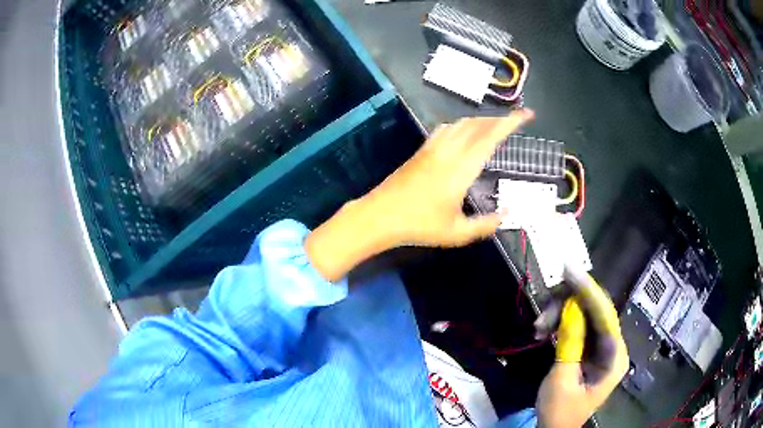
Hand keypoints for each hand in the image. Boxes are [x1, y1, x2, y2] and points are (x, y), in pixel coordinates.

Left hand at [306, 109, 533, 281]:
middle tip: (516, 120)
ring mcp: (433, 148)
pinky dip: (462, 125)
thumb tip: (507, 214)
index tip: (526, 114)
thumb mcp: (456, 233)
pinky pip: (445, 129)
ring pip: (461, 124)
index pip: (491, 137)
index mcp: (461, 169)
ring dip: (481, 120)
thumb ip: (485, 225)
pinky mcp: (421, 151)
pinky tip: (464, 132)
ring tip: (495, 125)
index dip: (510, 123)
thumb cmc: (419, 226)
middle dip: (500, 118)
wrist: (380, 216)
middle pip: (478, 125)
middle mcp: (449, 151)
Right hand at [535, 266, 628, 427]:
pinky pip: (577, 325)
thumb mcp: (562, 379)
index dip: (588, 291)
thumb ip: (570, 343)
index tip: (569, 271)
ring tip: (537, 328)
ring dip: (559, 315)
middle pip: (595, 311)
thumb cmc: (560, 411)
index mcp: (615, 356)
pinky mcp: (589, 348)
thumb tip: (571, 307)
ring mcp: (601, 346)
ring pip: (584, 314)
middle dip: (568, 304)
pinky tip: (543, 331)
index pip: (606, 315)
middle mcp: (613, 346)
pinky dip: (559, 324)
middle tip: (543, 309)